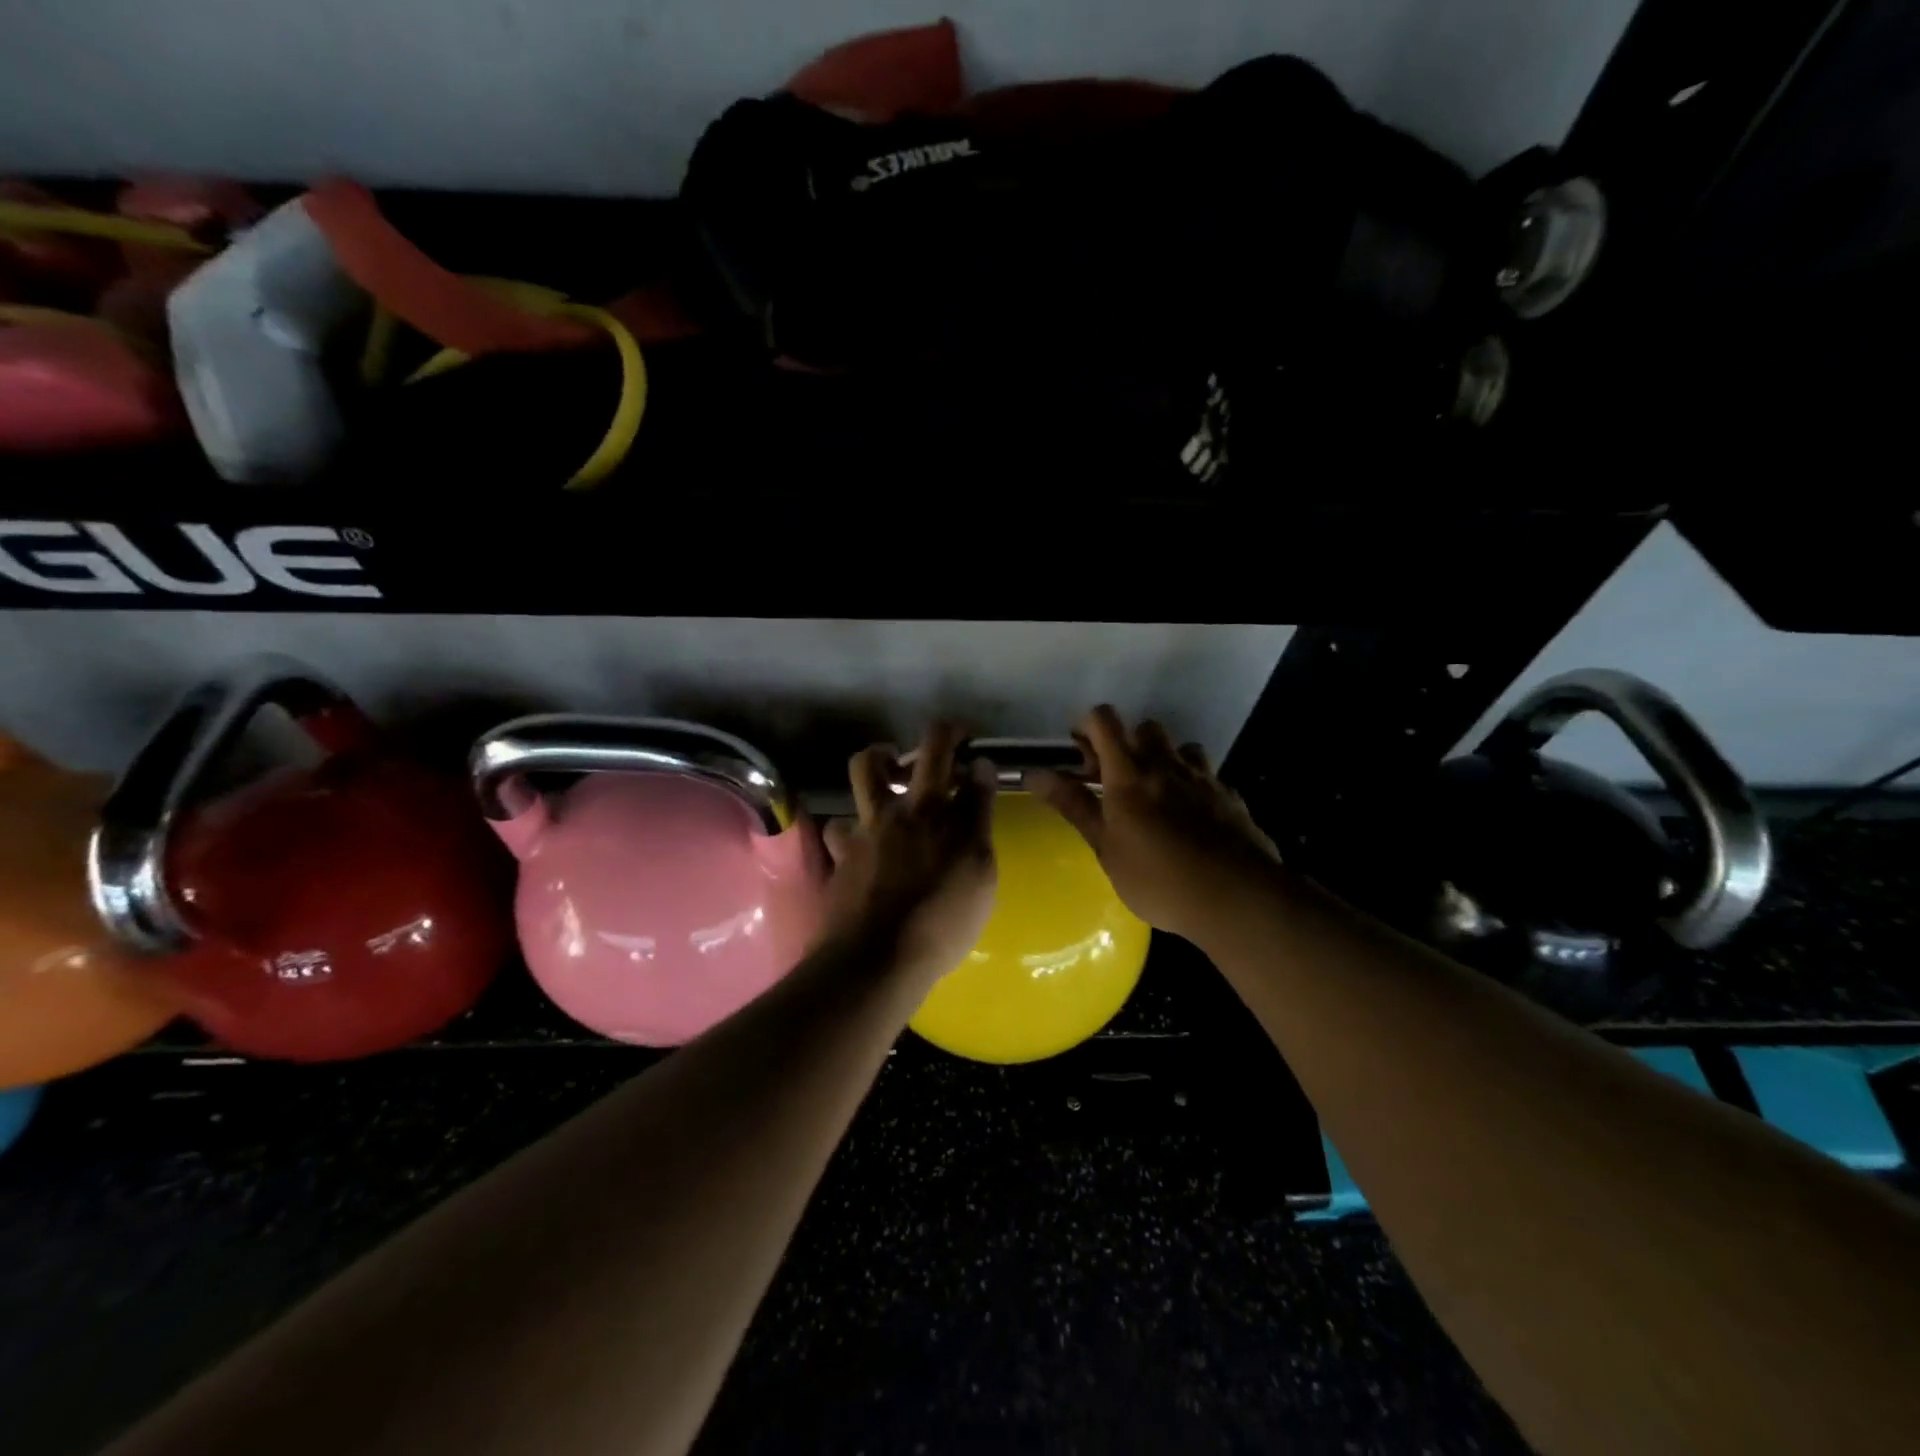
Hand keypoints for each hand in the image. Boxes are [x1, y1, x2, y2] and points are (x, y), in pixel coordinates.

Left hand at [820, 722, 997, 994]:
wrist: (876, 958)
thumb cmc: (942, 923)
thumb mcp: (980, 877)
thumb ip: (980, 823)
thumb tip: (980, 777)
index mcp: (945, 817)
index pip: (971, 770)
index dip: (979, 759)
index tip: (981, 764)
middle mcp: (907, 810)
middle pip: (926, 752)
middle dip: (942, 735)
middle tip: (945, 741)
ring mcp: (869, 827)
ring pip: (867, 769)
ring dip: (881, 761)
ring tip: (889, 776)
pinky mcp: (841, 852)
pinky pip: (841, 825)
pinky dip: (852, 828)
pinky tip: (860, 845)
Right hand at [1029, 705, 1279, 944]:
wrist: (1236, 897)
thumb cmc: (1157, 879)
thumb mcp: (1106, 847)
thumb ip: (1074, 805)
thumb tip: (1034, 773)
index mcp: (1128, 774)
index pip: (1104, 720)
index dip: (1087, 726)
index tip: (1079, 752)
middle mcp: (1166, 765)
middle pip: (1144, 728)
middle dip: (1126, 743)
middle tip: (1114, 779)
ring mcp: (1203, 778)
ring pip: (1180, 747)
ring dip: (1164, 759)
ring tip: (1156, 794)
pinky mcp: (1230, 796)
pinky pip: (1207, 775)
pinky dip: (1194, 784)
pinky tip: (1192, 815)